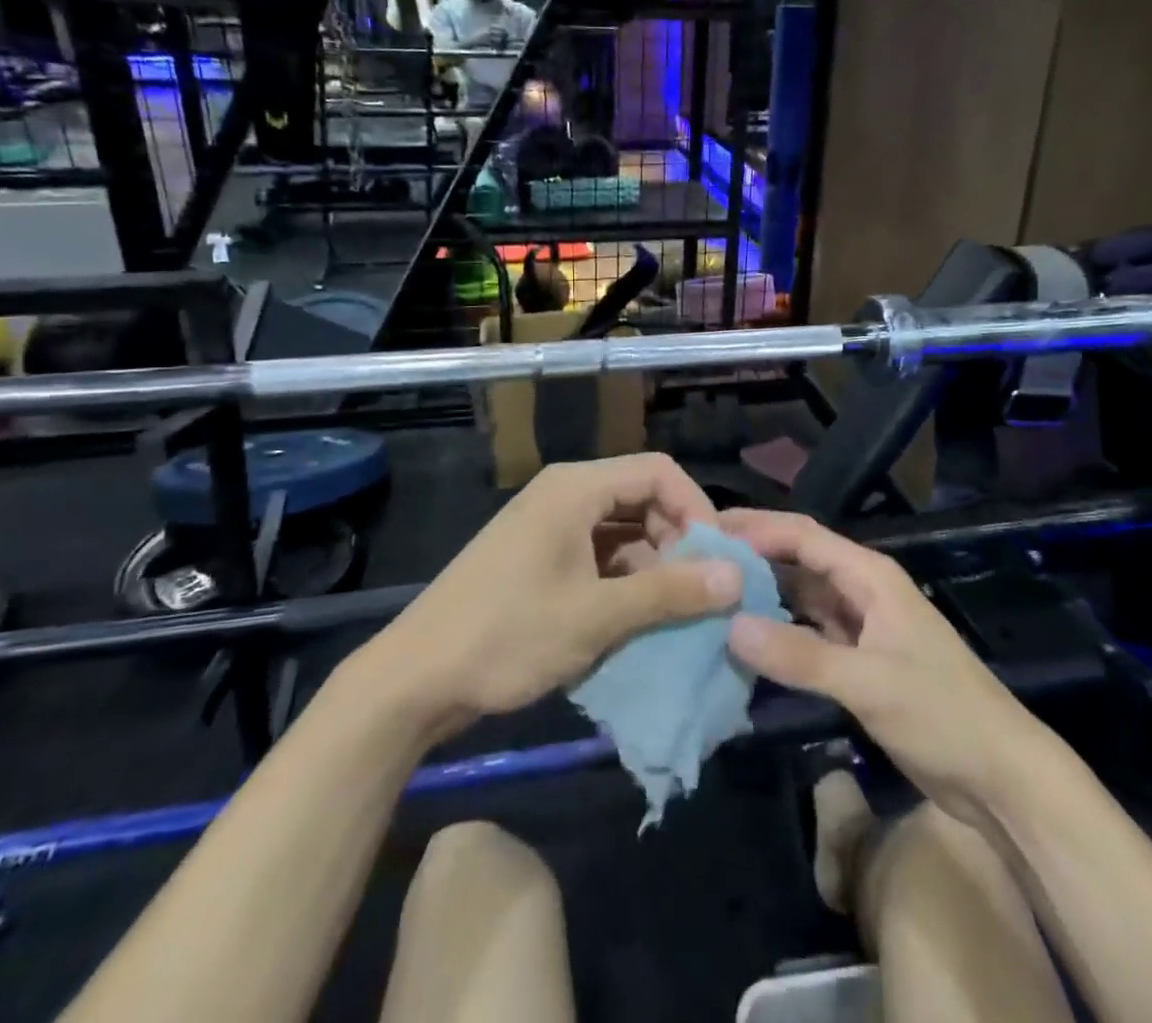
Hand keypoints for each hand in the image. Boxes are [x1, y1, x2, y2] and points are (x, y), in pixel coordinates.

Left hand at [377, 455, 742, 735]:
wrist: (414, 679)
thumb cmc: (507, 636)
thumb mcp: (596, 616)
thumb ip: (669, 592)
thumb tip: (737, 577)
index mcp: (575, 488)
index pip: (658, 471)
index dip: (697, 508)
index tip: (718, 560)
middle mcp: (564, 494)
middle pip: (641, 497)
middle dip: (677, 539)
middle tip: (699, 589)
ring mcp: (548, 526)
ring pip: (621, 529)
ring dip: (653, 563)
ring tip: (674, 610)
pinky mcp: (539, 557)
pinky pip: (598, 554)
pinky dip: (624, 579)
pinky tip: (636, 619)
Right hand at [722, 509, 1045, 819]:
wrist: (1001, 777)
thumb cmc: (942, 714)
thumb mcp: (868, 682)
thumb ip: (799, 656)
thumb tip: (729, 626)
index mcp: (870, 576)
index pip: (804, 537)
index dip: (757, 530)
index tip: (709, 532)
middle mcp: (863, 590)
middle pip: (800, 561)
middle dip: (754, 556)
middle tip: (699, 558)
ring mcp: (861, 626)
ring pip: (802, 598)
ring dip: (764, 595)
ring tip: (713, 594)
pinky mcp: (860, 660)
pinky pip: (810, 633)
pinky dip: (780, 632)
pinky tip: (747, 639)